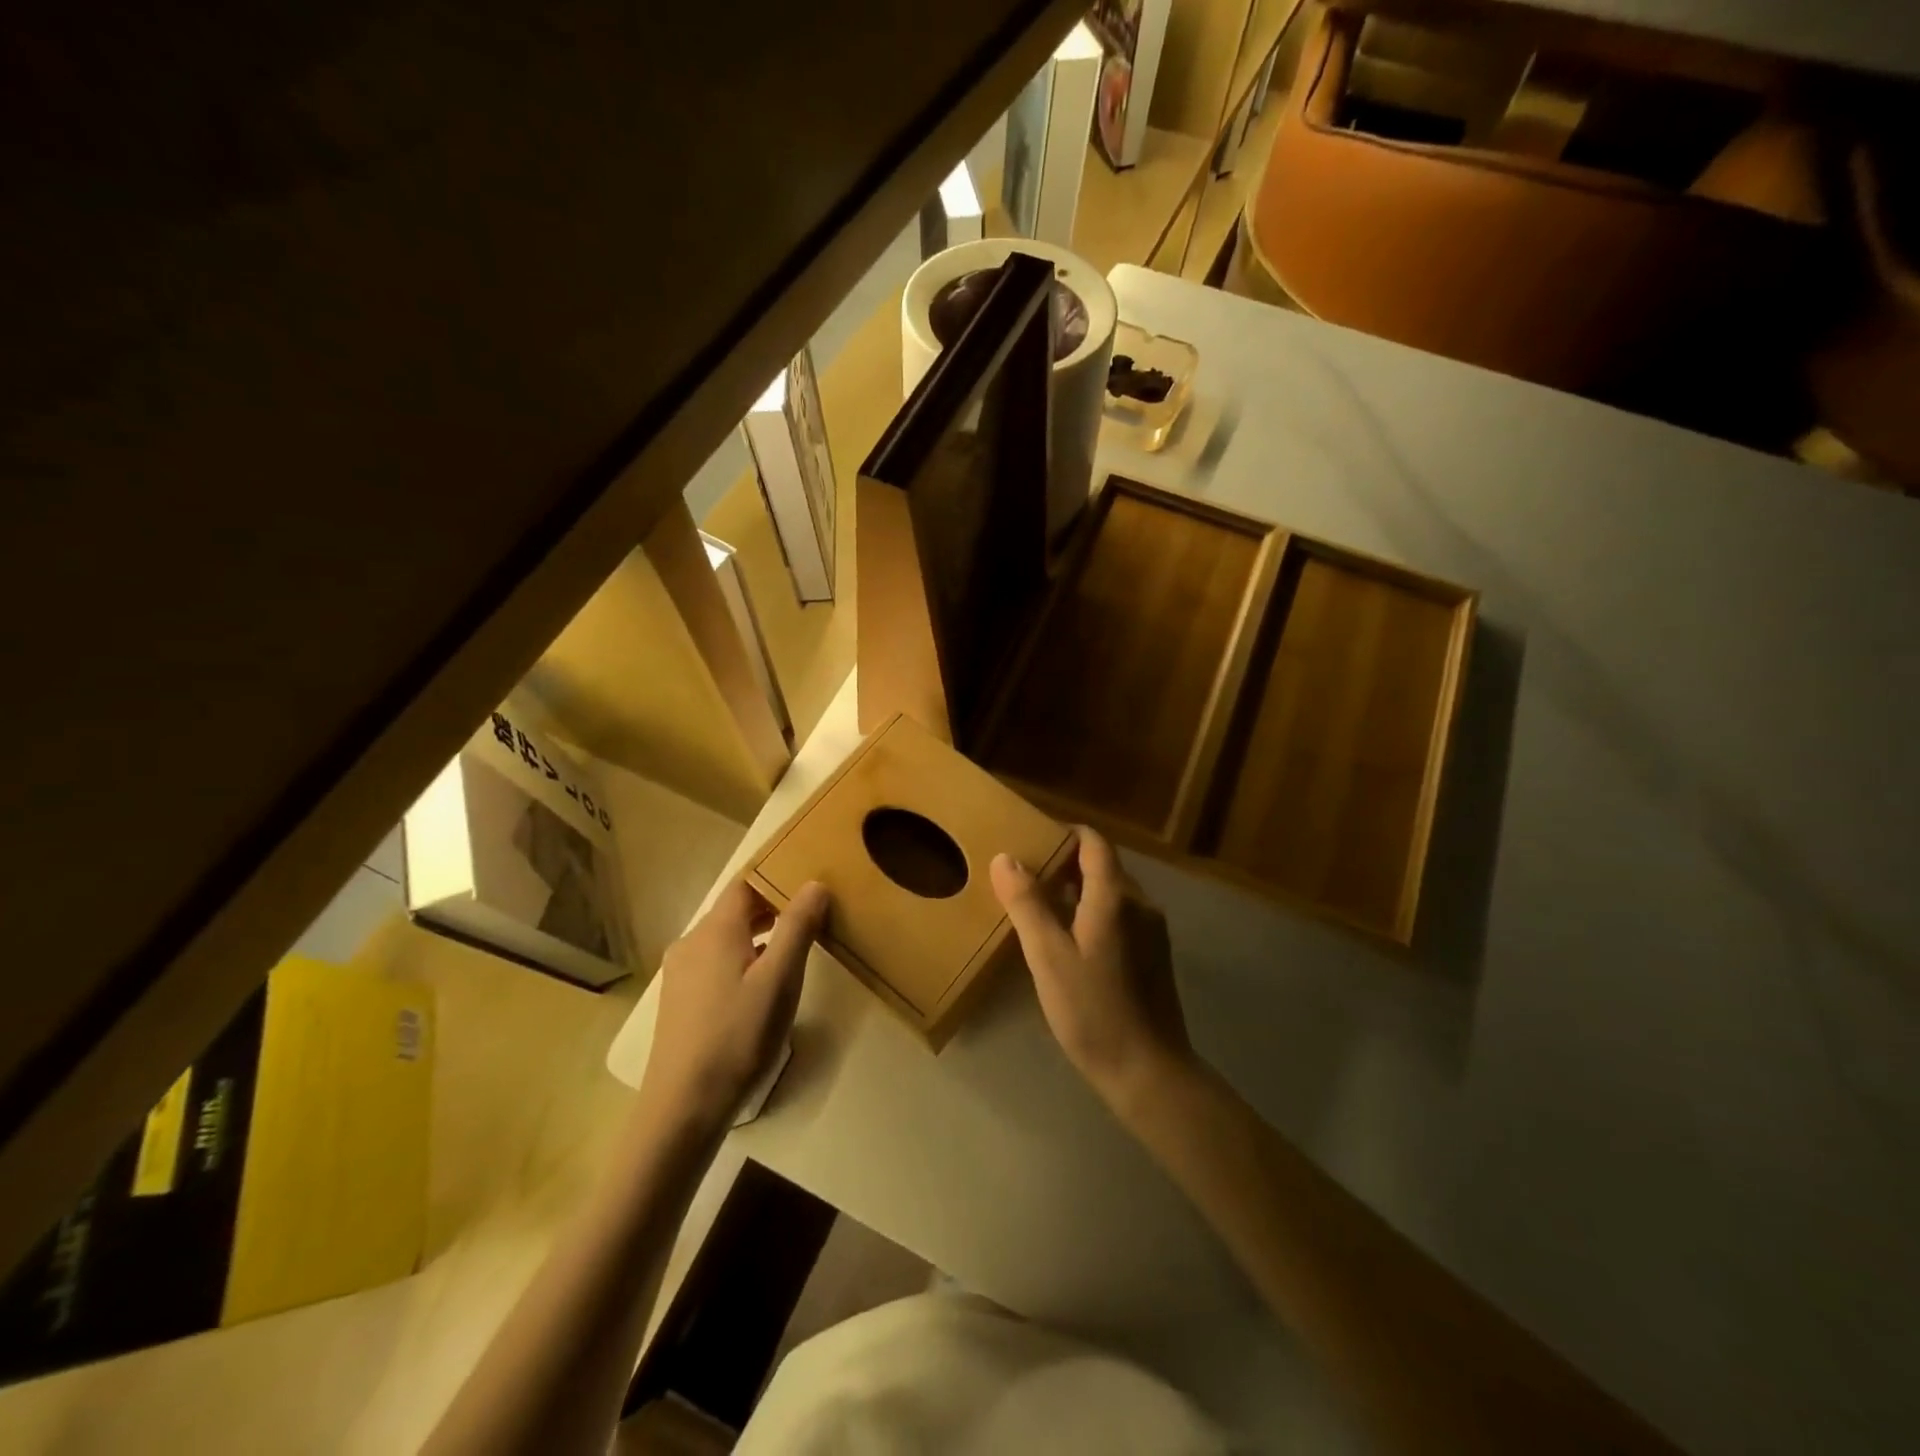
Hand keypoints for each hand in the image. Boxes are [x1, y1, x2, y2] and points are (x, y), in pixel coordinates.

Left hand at [639, 878, 828, 1132]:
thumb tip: (814, 884)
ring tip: (791, 947)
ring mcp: (681, 972)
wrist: (684, 1105)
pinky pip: (715, 961)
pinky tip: (759, 984)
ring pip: (724, 937)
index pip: (745, 882)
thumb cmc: (738, 1035)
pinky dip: (741, 958)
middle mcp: (691, 942)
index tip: (808, 879)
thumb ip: (797, 927)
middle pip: (734, 909)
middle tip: (809, 914)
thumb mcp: (780, 979)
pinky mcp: (679, 999)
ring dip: (757, 934)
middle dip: (771, 906)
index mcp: (715, 930)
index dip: (775, 875)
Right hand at [991, 826, 1192, 1111]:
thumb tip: (1006, 857)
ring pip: (1111, 892)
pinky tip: (1070, 942)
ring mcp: (1152, 930)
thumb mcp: (1048, 957)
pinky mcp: (1155, 954)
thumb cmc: (1093, 1011)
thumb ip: (1027, 903)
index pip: (1094, 842)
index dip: (1064, 834)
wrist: (1148, 1072)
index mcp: (1115, 897)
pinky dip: (1093, 913)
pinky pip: (1121, 916)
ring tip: (1041, 909)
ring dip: (1078, 891)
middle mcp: (1140, 904)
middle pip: (1102, 865)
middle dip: (1065, 864)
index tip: (1032, 841)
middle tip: (1026, 879)